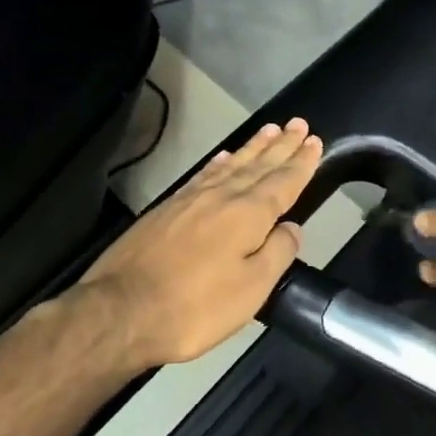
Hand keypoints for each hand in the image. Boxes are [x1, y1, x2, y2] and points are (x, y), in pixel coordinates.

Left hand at [62, 118, 322, 368]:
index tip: (315, 141)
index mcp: (248, 215)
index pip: (283, 182)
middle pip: (259, 166)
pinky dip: (219, 163)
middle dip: (281, 145)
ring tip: (269, 130)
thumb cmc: (195, 306)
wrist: (120, 311)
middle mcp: (222, 197)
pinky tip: (224, 157)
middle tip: (298, 124)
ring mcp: (191, 200)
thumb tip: (292, 228)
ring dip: (254, 148)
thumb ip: (277, 253)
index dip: (301, 163)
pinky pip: (203, 175)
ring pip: (231, 165)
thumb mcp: (251, 289)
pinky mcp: (167, 210)